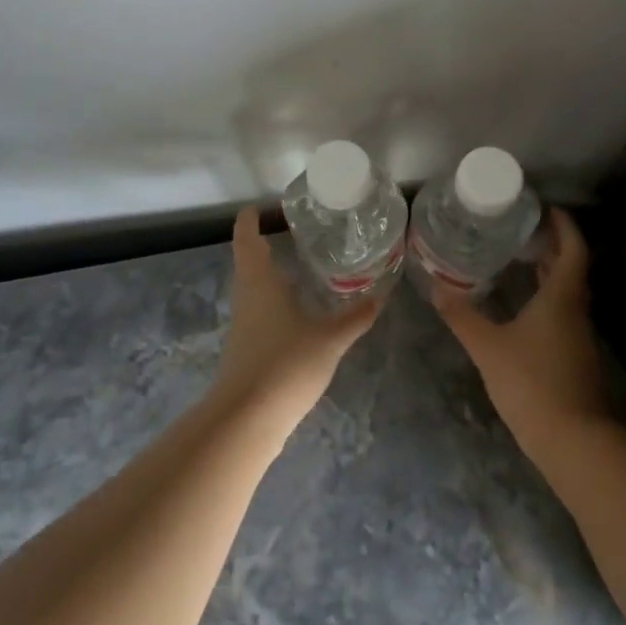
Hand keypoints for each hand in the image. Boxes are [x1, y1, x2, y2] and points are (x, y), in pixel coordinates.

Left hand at [213, 208, 379, 433]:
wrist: (247, 418)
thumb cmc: (285, 364)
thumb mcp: (329, 338)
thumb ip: (355, 317)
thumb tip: (381, 295)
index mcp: (259, 280)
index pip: (246, 237)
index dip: (251, 218)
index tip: (263, 205)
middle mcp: (247, 295)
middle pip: (249, 259)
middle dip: (267, 242)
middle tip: (299, 231)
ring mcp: (244, 322)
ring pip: (255, 286)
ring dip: (273, 272)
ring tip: (305, 265)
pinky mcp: (248, 346)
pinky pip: (261, 309)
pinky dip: (277, 298)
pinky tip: (301, 309)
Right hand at [433, 208, 611, 456]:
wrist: (573, 441)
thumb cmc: (532, 383)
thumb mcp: (488, 348)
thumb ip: (462, 317)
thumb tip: (436, 289)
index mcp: (562, 297)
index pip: (573, 248)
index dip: (564, 225)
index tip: (546, 208)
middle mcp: (576, 310)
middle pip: (572, 268)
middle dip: (552, 246)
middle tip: (522, 230)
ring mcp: (579, 336)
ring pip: (567, 292)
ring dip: (549, 273)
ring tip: (519, 261)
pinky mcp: (574, 357)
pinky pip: (562, 314)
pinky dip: (546, 299)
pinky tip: (521, 308)